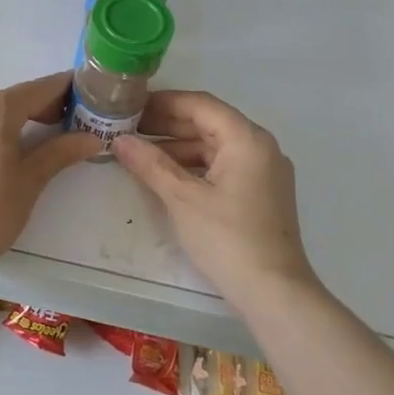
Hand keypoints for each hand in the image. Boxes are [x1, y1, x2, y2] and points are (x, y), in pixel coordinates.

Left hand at [0, 73, 102, 273]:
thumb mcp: (32, 179)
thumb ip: (61, 151)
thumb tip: (91, 138)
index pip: (36, 90)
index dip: (61, 89)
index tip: (81, 91)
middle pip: (8, 101)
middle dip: (35, 109)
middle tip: (61, 124)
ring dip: (5, 123)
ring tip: (24, 146)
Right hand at [112, 90, 319, 303]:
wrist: (274, 293)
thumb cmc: (228, 238)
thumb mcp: (182, 199)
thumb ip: (150, 164)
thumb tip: (119, 140)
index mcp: (247, 139)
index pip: (200, 104)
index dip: (163, 102)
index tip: (131, 105)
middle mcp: (260, 147)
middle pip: (209, 122)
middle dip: (167, 124)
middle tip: (128, 127)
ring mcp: (263, 171)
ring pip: (214, 145)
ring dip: (178, 146)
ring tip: (140, 153)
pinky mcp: (261, 193)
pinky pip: (223, 165)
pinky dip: (194, 165)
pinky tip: (166, 175)